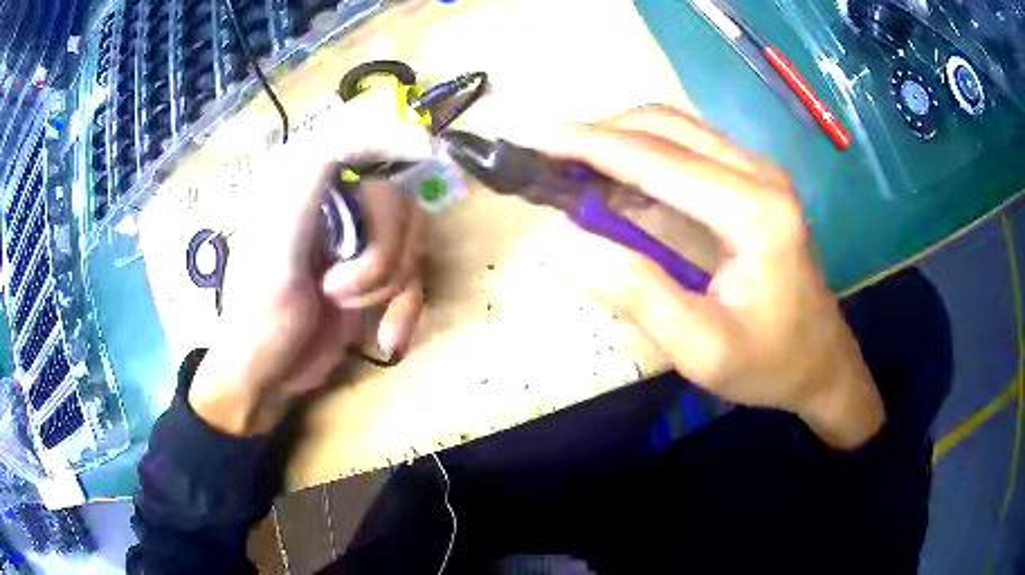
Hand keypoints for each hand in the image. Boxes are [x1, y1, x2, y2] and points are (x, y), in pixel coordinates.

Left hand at [189, 106, 431, 435]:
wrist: (267, 377)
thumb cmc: (258, 315)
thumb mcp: (277, 244)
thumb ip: (311, 180)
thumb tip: (364, 135)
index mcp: (304, 185)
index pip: (354, 138)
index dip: (392, 136)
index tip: (426, 153)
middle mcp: (335, 204)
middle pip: (398, 199)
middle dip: (381, 254)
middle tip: (339, 290)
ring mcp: (358, 241)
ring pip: (413, 239)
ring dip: (392, 284)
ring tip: (348, 309)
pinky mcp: (374, 275)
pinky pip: (415, 279)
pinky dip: (407, 310)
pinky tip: (389, 340)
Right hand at [515, 106, 883, 449]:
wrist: (822, 362)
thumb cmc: (769, 363)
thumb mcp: (701, 349)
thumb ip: (637, 294)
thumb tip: (564, 248)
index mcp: (754, 213)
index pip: (658, 160)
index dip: (591, 145)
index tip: (536, 139)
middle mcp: (760, 175)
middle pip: (667, 127)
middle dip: (601, 133)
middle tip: (549, 157)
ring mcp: (760, 174)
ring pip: (677, 130)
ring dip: (621, 139)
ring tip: (573, 168)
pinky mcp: (755, 183)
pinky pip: (690, 150)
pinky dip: (644, 155)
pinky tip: (617, 182)